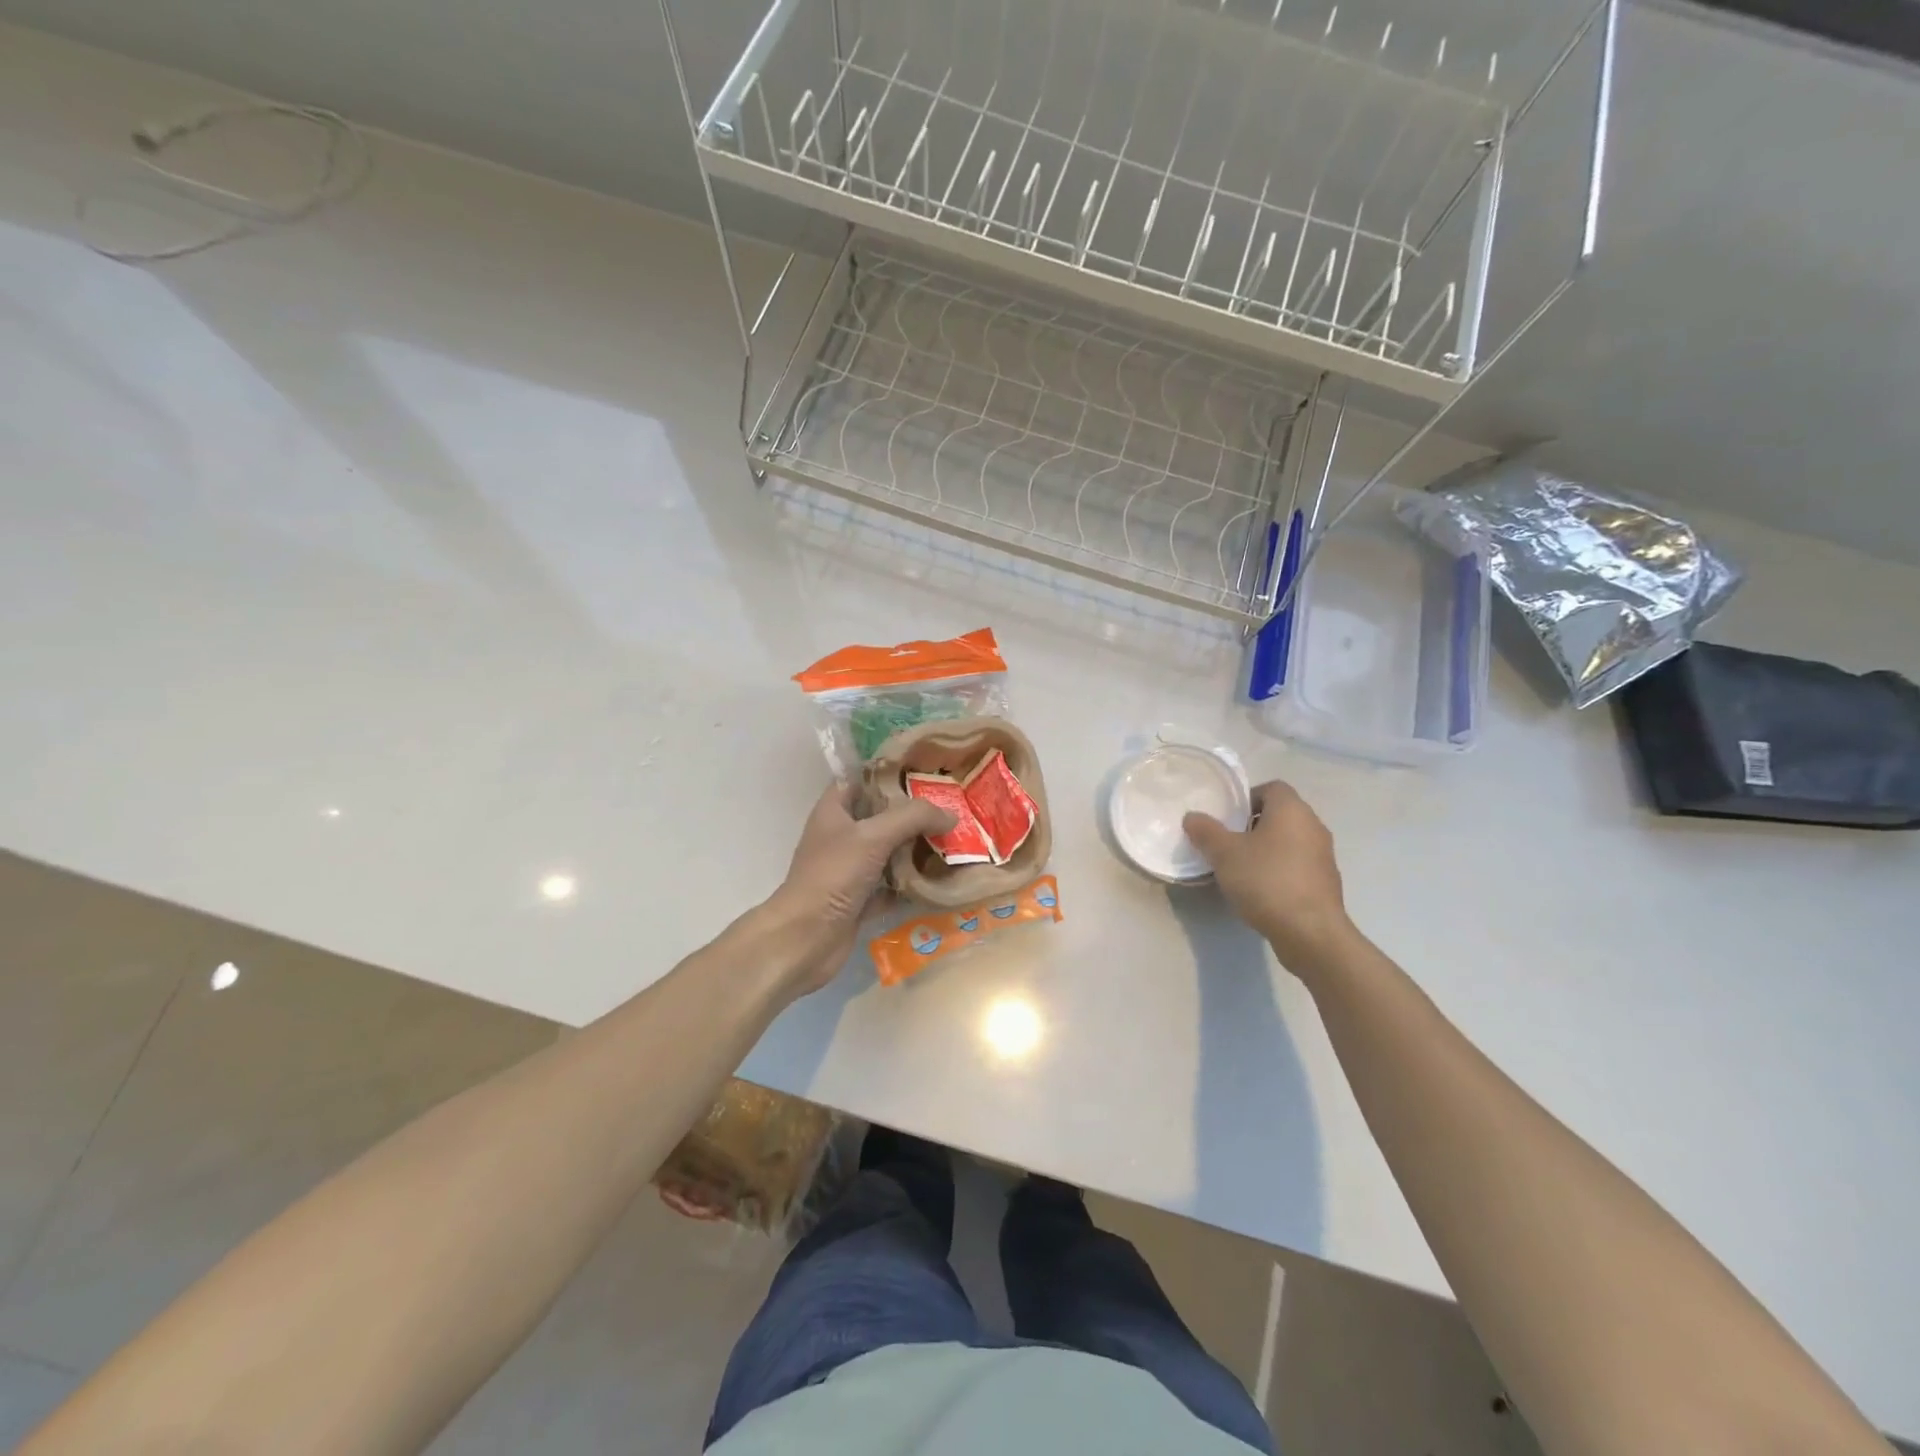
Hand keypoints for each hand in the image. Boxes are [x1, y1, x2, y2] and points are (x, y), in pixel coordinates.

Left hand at [764, 784, 954, 994]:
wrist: (805, 938)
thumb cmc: (833, 875)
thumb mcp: (874, 836)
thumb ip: (914, 818)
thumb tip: (951, 815)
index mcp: (834, 811)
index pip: (862, 781)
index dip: (891, 775)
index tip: (927, 775)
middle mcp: (841, 837)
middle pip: (881, 818)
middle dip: (914, 816)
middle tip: (952, 811)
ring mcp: (850, 870)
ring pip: (889, 853)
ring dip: (916, 851)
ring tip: (954, 843)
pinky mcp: (860, 900)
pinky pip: (892, 887)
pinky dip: (912, 885)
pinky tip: (941, 880)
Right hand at [1183, 780, 1353, 977]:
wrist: (1310, 932)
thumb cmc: (1266, 880)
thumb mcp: (1224, 854)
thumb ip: (1206, 831)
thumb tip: (1192, 817)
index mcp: (1292, 810)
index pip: (1271, 787)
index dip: (1247, 798)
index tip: (1227, 819)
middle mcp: (1313, 826)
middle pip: (1280, 814)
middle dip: (1253, 825)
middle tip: (1228, 843)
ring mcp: (1324, 855)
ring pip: (1289, 841)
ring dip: (1267, 849)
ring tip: (1241, 868)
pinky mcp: (1326, 882)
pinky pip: (1298, 865)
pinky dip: (1280, 870)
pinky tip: (1261, 890)